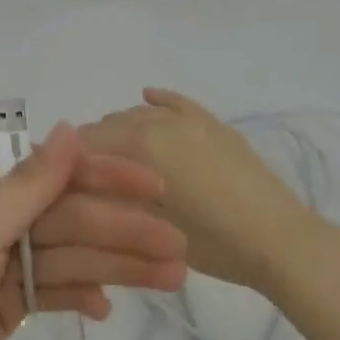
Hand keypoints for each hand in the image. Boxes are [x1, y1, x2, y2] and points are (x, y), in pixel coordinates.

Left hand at [0, 123, 186, 339]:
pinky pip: (52, 292)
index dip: (105, 177)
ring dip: (115, 266)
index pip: (50, 172)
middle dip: (120, 231)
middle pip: (66, 217)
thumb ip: (30, 184)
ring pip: (67, 257)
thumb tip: (71, 127)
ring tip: (171, 278)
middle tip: (177, 248)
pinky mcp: (5, 308)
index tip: (157, 187)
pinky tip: (107, 309)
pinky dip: (79, 297)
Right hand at [80, 88, 318, 294]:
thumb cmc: (209, 243)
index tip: (61, 183)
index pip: (86, 143)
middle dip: (94, 147)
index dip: (69, 163)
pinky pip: (178, 103)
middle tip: (89, 180)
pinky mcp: (214, 125)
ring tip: (117, 158)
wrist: (278, 241)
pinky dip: (159, 100)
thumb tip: (81, 182)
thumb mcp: (148, 226)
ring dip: (122, 130)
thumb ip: (110, 196)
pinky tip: (148, 97)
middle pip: (110, 125)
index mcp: (139, 144)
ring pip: (141, 114)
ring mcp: (190, 120)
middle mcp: (159, 121)